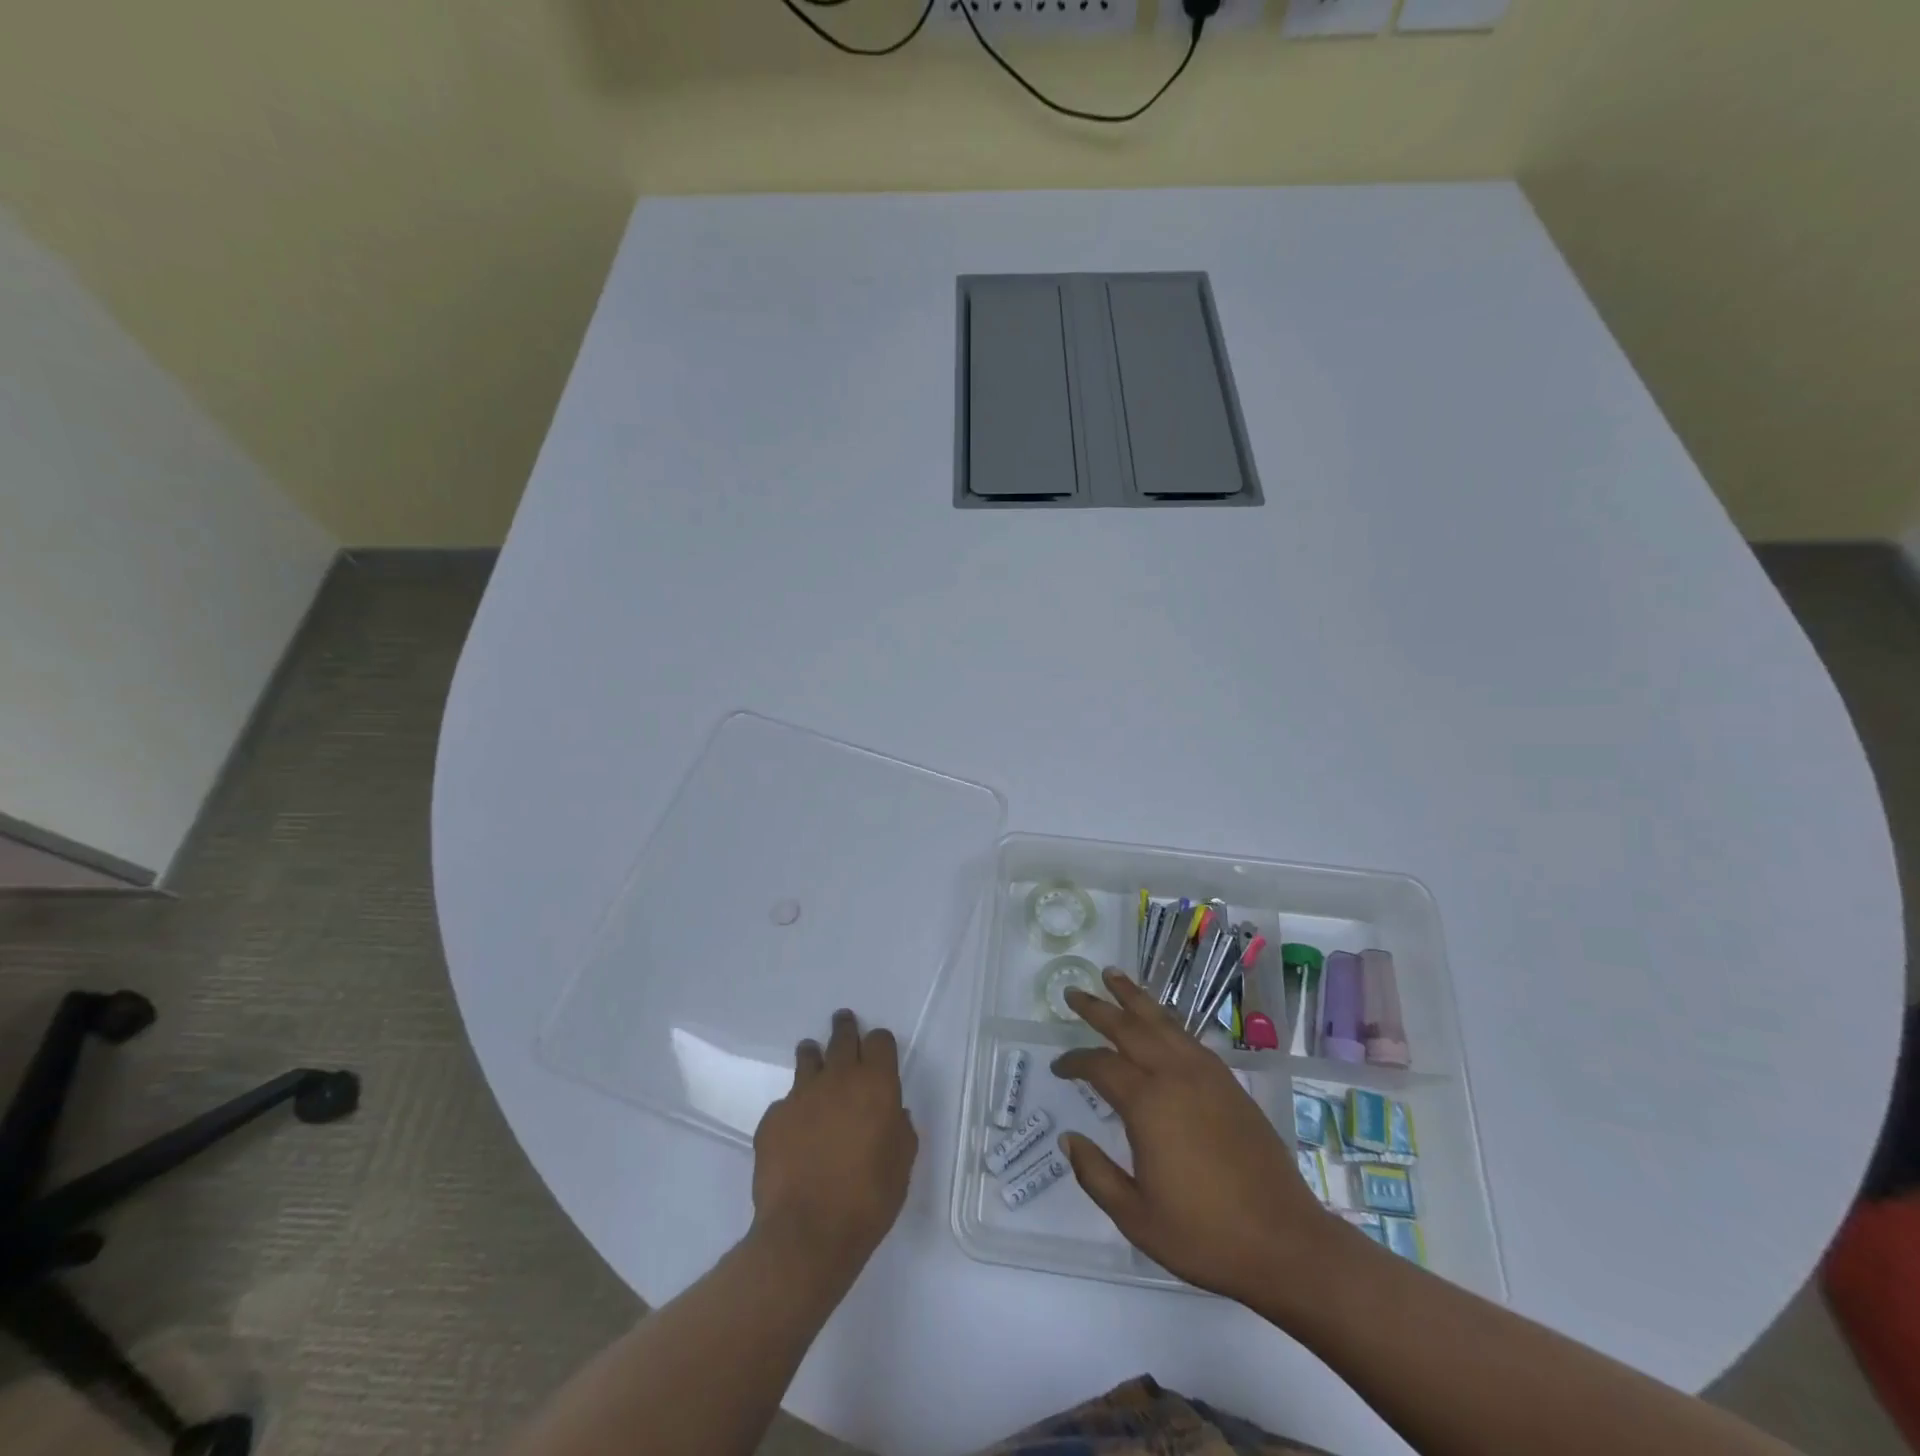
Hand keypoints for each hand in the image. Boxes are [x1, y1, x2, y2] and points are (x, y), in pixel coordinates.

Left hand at [751, 1010, 917, 1281]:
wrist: (807, 1233)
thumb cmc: (868, 1199)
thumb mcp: (902, 1164)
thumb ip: (900, 1130)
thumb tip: (892, 1114)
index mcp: (876, 1084)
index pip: (880, 1040)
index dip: (879, 1043)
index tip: (877, 1049)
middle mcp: (838, 1078)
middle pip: (842, 1037)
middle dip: (845, 1028)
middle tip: (843, 1022)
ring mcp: (801, 1095)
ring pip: (808, 1057)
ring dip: (813, 1056)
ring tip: (813, 1058)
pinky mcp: (772, 1118)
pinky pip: (786, 1102)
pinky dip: (793, 1108)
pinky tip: (795, 1130)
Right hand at [1053, 969, 1346, 1304]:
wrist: (1285, 1243)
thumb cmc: (1205, 1235)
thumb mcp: (1136, 1218)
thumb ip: (1096, 1175)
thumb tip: (1069, 1139)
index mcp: (1148, 1104)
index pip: (1100, 1066)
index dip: (1075, 1062)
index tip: (1059, 1066)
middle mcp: (1175, 1076)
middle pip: (1129, 1028)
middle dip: (1098, 1008)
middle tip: (1074, 991)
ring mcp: (1206, 1075)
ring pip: (1162, 1022)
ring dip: (1134, 999)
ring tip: (1114, 976)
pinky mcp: (1229, 1083)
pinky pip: (1188, 1037)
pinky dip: (1165, 1020)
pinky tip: (1159, 1021)